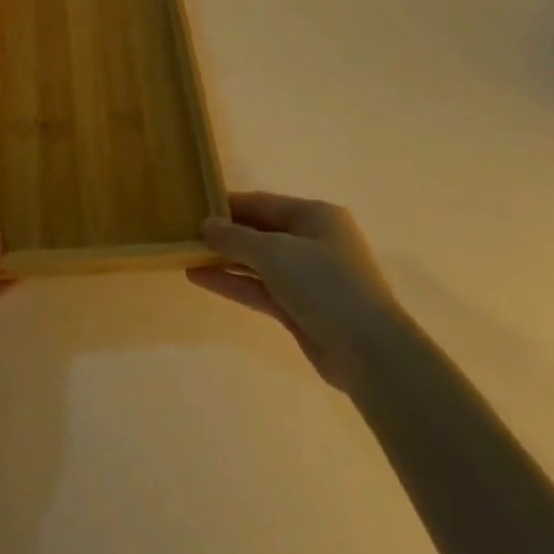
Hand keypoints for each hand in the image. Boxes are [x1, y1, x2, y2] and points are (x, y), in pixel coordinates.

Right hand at [189, 191, 406, 393]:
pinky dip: (234, 283)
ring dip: (225, 260)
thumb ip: (236, 238)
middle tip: (185, 234)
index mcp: (315, 216)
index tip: (194, 207)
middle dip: (225, 234)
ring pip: (259, 263)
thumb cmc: (324, 283)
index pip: (263, 203)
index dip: (229, 205)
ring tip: (186, 255)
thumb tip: (205, 225)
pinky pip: (261, 289)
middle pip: (261, 232)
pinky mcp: (300, 308)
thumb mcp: (275, 251)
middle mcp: (313, 241)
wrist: (368, 350)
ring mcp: (308, 277)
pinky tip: (201, 278)